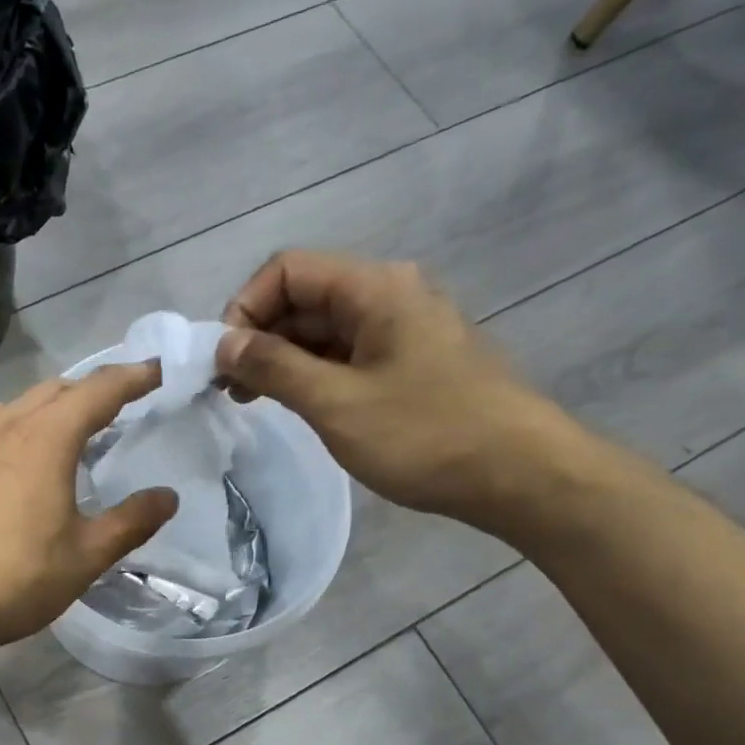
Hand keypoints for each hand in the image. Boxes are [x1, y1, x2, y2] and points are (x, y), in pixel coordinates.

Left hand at [0, 364, 178, 658]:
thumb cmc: (13, 579)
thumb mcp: (85, 557)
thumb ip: (130, 522)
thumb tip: (167, 496)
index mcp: (46, 439)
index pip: (98, 391)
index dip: (133, 377)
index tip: (159, 370)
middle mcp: (6, 429)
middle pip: (56, 390)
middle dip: (93, 389)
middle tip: (123, 404)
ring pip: (19, 406)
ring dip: (53, 405)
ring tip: (73, 428)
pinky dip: (21, 427)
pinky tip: (22, 460)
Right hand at [218, 250, 583, 531]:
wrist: (520, 475)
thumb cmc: (424, 434)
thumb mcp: (335, 403)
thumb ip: (274, 367)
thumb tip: (223, 344)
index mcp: (374, 287)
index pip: (288, 269)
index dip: (245, 307)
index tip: (224, 361)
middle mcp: (390, 294)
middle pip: (305, 296)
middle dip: (260, 336)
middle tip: (231, 389)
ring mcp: (405, 329)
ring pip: (326, 329)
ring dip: (284, 358)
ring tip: (255, 401)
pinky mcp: (413, 362)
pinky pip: (350, 354)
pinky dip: (316, 373)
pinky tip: (300, 405)